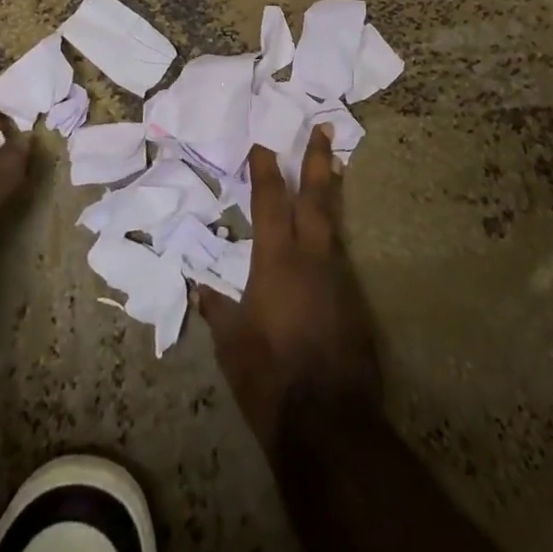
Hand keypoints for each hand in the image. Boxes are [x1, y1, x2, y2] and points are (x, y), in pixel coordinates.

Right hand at [197, 127, 381, 444]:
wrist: (328, 423)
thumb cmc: (268, 376)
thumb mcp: (231, 343)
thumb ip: (216, 309)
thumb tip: (198, 289)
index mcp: (276, 260)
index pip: (270, 200)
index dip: (266, 168)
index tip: (264, 141)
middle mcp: (311, 258)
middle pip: (316, 197)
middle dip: (318, 160)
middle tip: (327, 127)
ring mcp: (338, 278)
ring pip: (332, 223)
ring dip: (330, 193)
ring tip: (334, 169)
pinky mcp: (354, 302)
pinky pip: (339, 256)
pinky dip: (331, 237)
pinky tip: (324, 242)